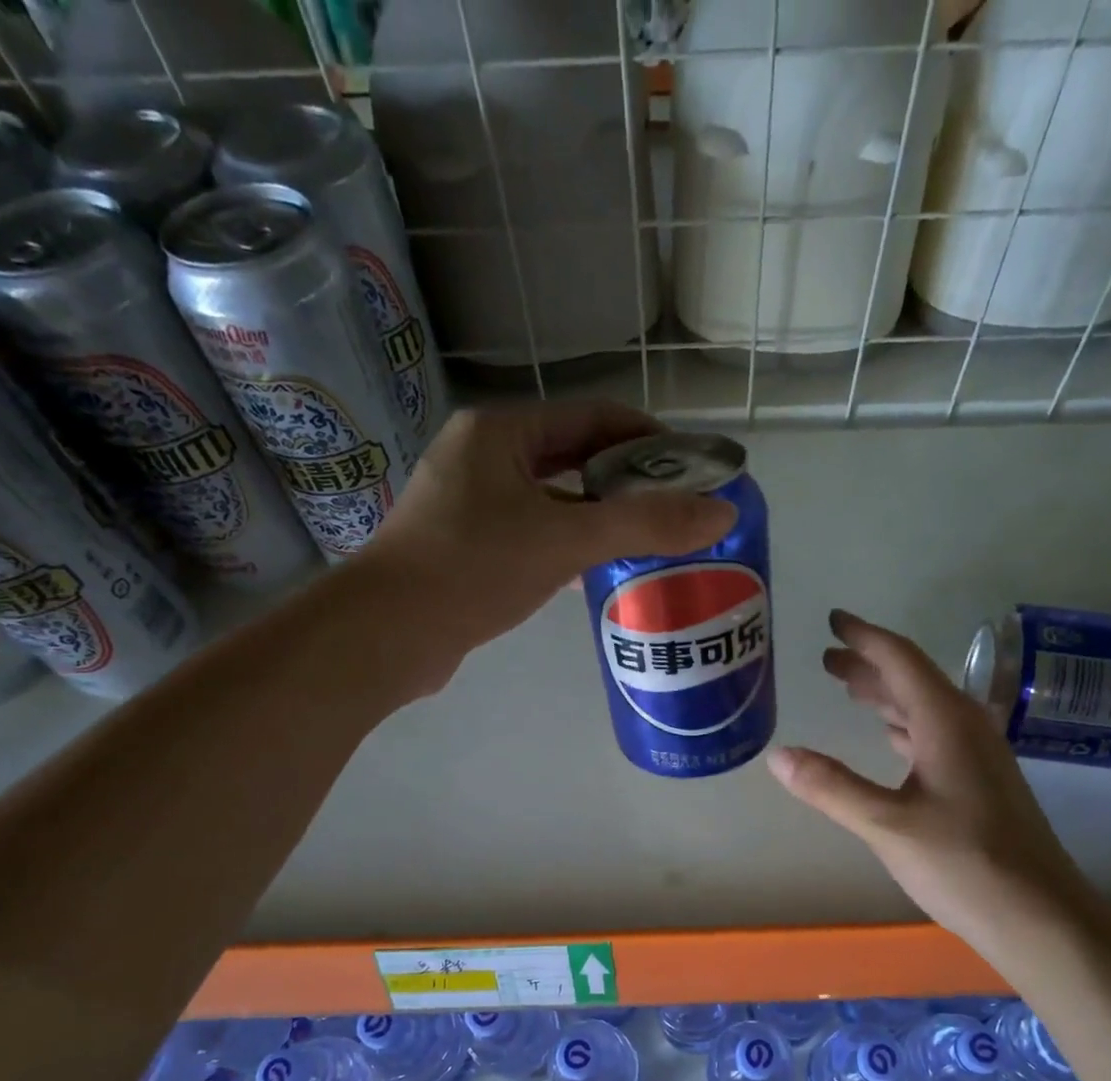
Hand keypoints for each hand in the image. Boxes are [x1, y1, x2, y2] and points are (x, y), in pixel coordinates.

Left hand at [365, 402, 735, 676]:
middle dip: (626, 481)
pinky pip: (532, 532)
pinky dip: (568, 544)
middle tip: (675, 510)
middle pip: (573, 457)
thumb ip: (645, 525)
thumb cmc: (474, 568)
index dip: (648, 436)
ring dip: (598, 516)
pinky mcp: (465, 545)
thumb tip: (723, 513)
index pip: (592, 417)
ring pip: (552, 499)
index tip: (691, 468)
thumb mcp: (566, 540)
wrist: (387, 633)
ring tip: (648, 542)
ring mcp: (469, 503)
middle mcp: (482, 457)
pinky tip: (597, 572)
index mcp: (501, 433)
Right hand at [767, 611, 1104, 956]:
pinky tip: (890, 739)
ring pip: (924, 709)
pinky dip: (904, 727)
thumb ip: (831, 788)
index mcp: (946, 722)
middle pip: (912, 680)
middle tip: (827, 658)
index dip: (864, 637)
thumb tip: (778, 755)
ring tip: (849, 689)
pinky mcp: (981, 783)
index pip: (900, 660)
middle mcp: (966, 728)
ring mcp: (978, 756)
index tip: (833, 620)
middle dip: (869, 665)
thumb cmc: (965, 864)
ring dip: (886, 695)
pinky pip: (935, 735)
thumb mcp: (887, 825)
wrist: (1040, 917)